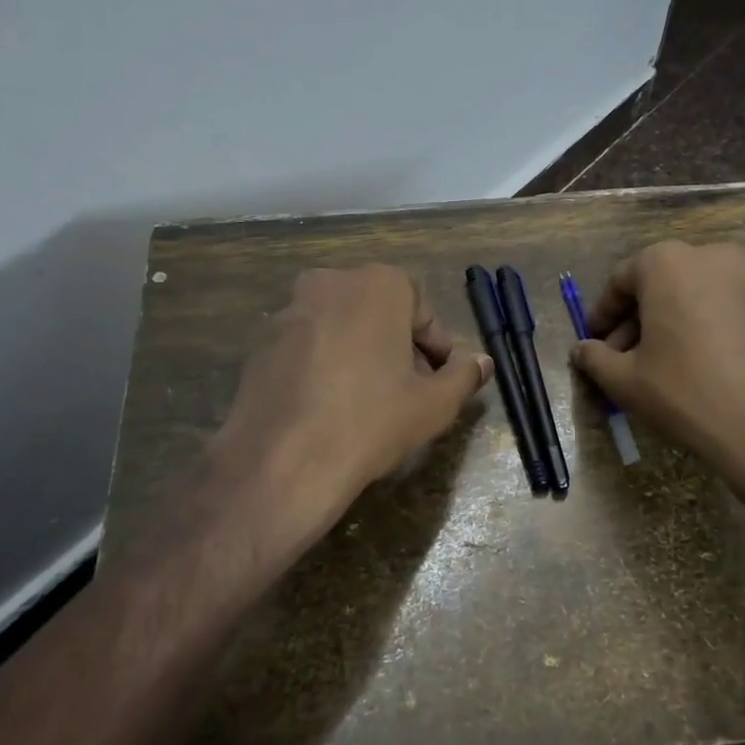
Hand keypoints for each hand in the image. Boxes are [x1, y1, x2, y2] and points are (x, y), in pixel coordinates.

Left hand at [209, 266, 492, 554]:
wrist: (283, 461)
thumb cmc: (372, 422)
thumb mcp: (433, 404)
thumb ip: (464, 376)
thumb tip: (484, 362)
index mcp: (378, 284)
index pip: (420, 310)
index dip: (435, 346)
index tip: (438, 379)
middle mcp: (331, 283)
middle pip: (378, 312)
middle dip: (397, 346)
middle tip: (408, 390)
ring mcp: (290, 310)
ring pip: (340, 326)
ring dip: (360, 353)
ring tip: (368, 401)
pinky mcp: (261, 342)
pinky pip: (307, 346)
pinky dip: (324, 364)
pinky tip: (329, 406)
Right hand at [570, 242, 744, 504]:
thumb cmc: (682, 388)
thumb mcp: (624, 378)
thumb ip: (595, 357)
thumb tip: (580, 350)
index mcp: (664, 261)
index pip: (619, 281)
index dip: (602, 315)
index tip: (592, 341)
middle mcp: (704, 255)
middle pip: (655, 284)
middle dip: (633, 320)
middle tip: (617, 357)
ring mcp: (740, 276)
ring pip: (685, 295)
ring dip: (662, 324)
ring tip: (646, 365)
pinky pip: (712, 306)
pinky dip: (691, 326)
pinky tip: (680, 363)